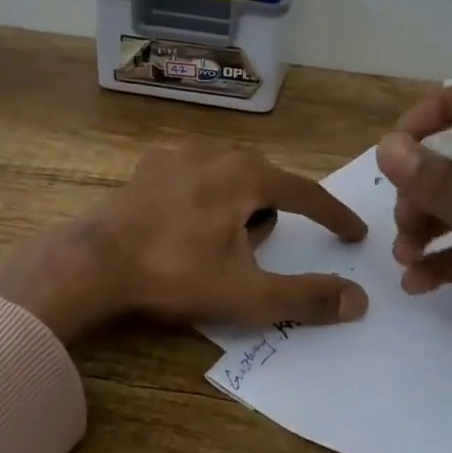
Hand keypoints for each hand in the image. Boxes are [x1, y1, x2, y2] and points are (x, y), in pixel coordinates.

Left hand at [0, 139, 368, 347]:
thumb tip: (358, 300)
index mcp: (245, 174)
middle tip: (251, 257)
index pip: (306, 192)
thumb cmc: (174, 273)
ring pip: (229, 178)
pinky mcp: (149, 167)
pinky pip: (196, 178)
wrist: (92, 263)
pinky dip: (204, 199)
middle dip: (269, 218)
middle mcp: (215, 152)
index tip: (354, 235)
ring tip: (212, 247)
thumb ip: (305, 297)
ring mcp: (177, 154)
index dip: (333, 216)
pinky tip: (182, 228)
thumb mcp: (245, 294)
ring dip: (236, 208)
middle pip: (265, 184)